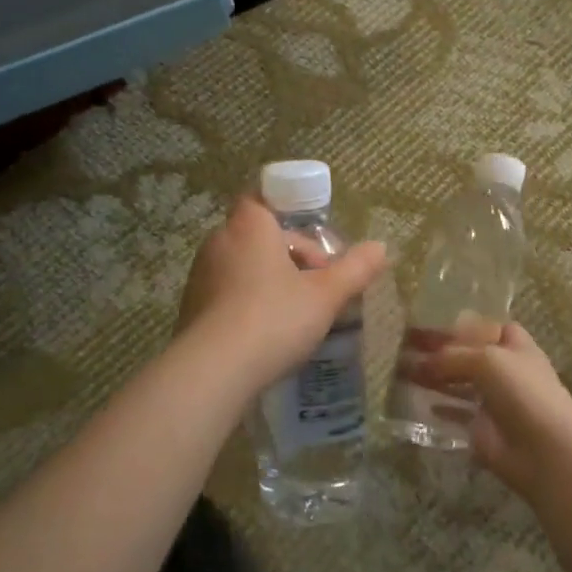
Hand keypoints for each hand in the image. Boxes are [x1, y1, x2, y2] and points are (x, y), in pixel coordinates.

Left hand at [180, 196, 386, 391]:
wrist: (213, 371)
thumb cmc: (274, 319)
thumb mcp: (325, 296)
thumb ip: (355, 269)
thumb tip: (381, 247)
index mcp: (249, 227)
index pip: (262, 199)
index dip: (289, 215)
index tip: (316, 244)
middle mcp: (219, 242)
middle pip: (260, 237)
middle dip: (291, 256)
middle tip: (320, 285)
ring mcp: (200, 276)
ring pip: (244, 267)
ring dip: (271, 281)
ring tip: (299, 313)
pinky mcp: (191, 308)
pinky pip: (227, 294)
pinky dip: (249, 303)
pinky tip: (269, 334)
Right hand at [412, 323, 571, 500]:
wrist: (544, 449)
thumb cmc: (523, 392)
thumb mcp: (487, 360)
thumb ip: (451, 356)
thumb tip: (419, 363)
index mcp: (512, 343)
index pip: (480, 326)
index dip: (454, 325)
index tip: (421, 323)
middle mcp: (502, 367)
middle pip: (464, 354)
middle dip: (436, 351)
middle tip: (400, 346)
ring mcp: (491, 398)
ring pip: (456, 382)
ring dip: (431, 377)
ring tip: (399, 371)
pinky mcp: (481, 427)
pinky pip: (454, 413)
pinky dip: (437, 408)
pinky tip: (417, 403)